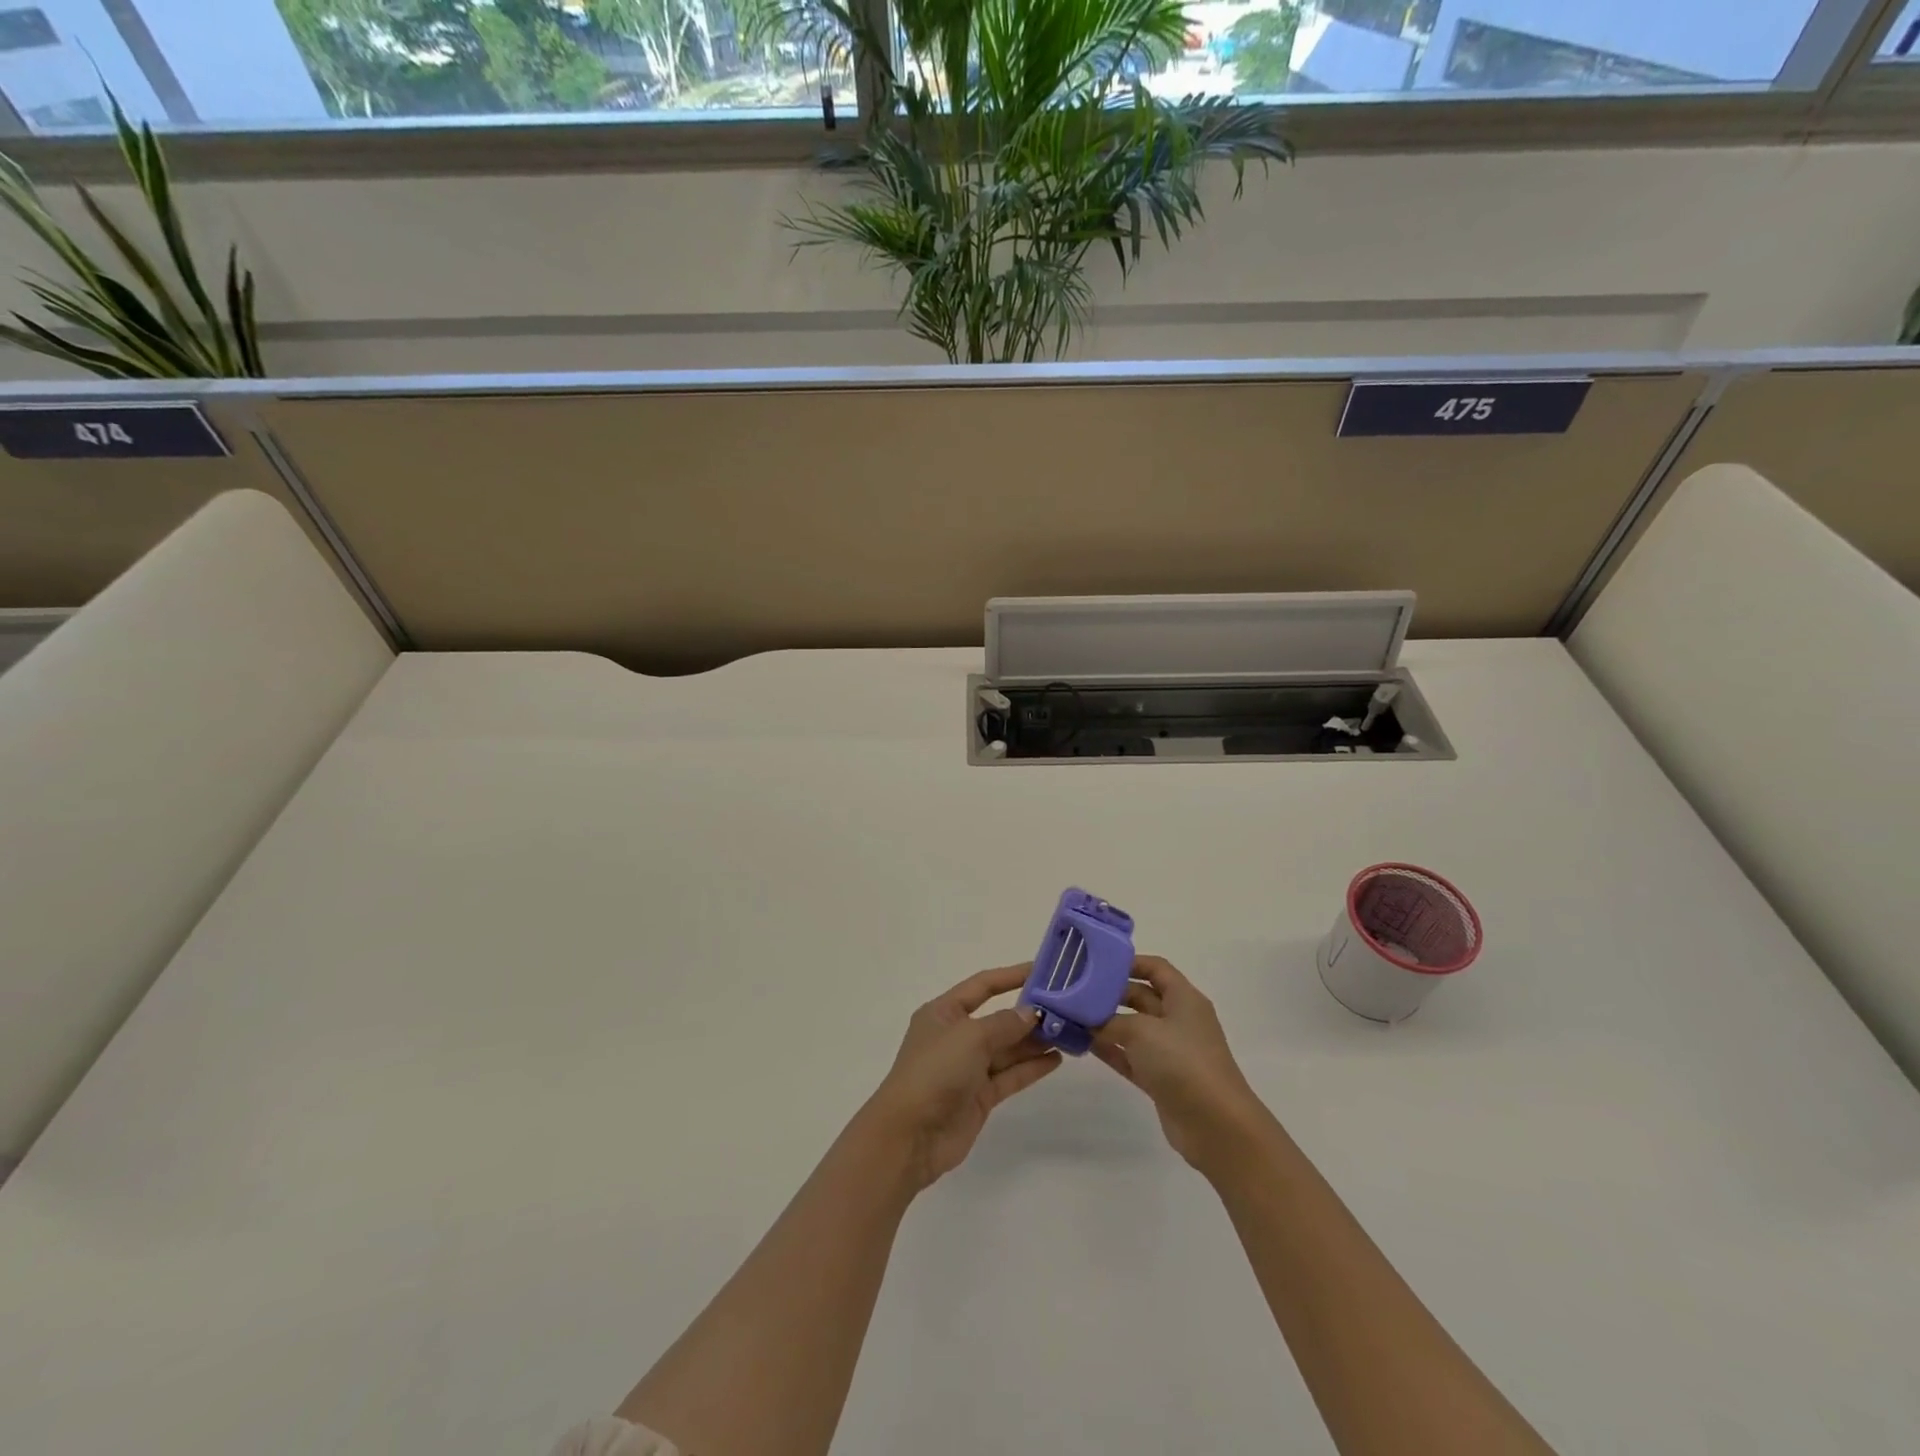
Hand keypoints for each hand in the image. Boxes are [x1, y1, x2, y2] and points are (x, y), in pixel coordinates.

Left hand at [863, 963, 1062, 1191]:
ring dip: (1035, 1041)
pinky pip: (1010, 1075)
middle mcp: (956, 1036)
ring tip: (1069, 1032)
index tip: (1042, 970)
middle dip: (1029, 1014)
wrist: (910, 1136)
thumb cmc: (935, 1072)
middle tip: (1066, 1008)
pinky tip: (1056, 1059)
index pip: (982, 985)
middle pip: (998, 1018)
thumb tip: (1031, 1013)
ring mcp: (968, 1068)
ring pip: (1007, 1049)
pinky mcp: (979, 1097)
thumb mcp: (970, 1037)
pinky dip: (1031, 1067)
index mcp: (944, 1012)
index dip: (1011, 976)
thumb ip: (1005, 1023)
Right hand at [1091, 956, 1266, 1171]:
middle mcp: (1178, 1020)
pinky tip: (1084, 1044)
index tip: (1096, 963)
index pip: (1156, 968)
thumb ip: (1109, 1021)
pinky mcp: (1161, 1079)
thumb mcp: (1141, 1031)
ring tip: (1073, 1016)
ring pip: (1133, 1029)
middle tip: (1076, 991)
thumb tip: (1086, 1020)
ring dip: (1106, 1023)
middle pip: (1141, 997)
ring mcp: (1170, 1052)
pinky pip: (1131, 1057)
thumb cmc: (1182, 1062)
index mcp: (1184, 999)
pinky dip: (1111, 1050)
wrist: (1216, 1125)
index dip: (1129, 962)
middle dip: (1111, 993)